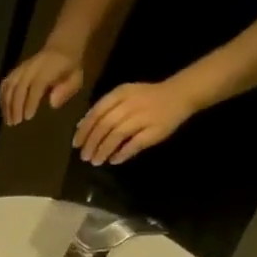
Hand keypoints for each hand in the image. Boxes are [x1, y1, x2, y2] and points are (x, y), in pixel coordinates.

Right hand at [0, 47, 84, 124]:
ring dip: (7, 104)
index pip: (36, 85)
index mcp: (48, 68)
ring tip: (8, 120)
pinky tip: (4, 110)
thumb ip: (66, 90)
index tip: (28, 117)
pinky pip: (5, 84)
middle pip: (19, 86)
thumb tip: (52, 103)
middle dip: (16, 106)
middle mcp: (32, 67)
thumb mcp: (76, 78)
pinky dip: (2, 98)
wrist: (61, 47)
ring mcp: (22, 68)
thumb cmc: (69, 68)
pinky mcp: (15, 71)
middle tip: (14, 123)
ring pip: (9, 85)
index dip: (31, 101)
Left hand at [73, 79, 199, 164]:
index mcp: (120, 94)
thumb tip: (80, 127)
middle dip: (92, 143)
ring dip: (104, 150)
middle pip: (105, 125)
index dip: (84, 130)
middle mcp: (131, 104)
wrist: (179, 94)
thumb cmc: (146, 98)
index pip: (97, 113)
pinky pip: (134, 144)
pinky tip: (114, 160)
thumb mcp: (122, 98)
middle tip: (84, 157)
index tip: (76, 144)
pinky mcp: (155, 130)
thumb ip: (102, 110)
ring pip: (117, 135)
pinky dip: (122, 153)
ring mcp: (144, 116)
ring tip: (96, 161)